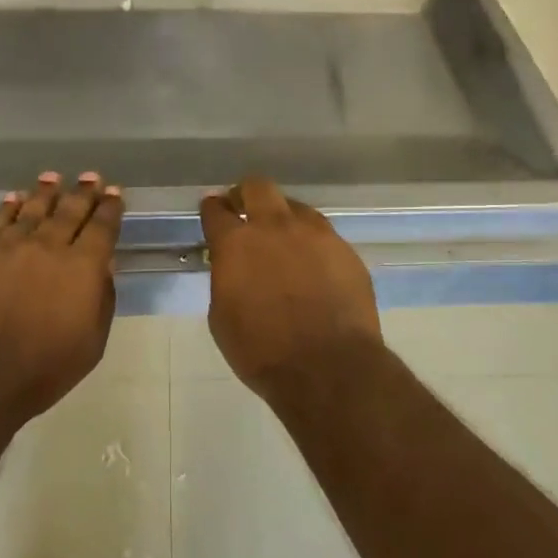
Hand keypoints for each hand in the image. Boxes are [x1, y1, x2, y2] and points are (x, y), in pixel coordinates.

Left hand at [0, 172, 123, 425]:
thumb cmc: (42, 371)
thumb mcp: (91, 344)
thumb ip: (101, 299)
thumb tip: (103, 266)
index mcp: (82, 267)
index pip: (102, 227)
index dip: (110, 208)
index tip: (114, 193)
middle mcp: (48, 246)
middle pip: (70, 210)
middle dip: (83, 192)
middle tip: (91, 177)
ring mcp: (10, 246)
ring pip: (33, 209)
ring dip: (46, 192)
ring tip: (53, 178)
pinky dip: (10, 206)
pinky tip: (15, 199)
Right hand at [199, 177, 380, 398]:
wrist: (329, 369)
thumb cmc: (262, 351)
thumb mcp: (222, 318)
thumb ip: (226, 279)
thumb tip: (234, 268)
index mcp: (236, 243)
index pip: (216, 210)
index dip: (211, 208)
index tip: (212, 210)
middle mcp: (275, 227)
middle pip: (258, 187)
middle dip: (246, 194)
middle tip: (244, 209)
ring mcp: (316, 235)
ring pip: (295, 207)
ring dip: (283, 218)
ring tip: (284, 241)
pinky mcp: (346, 250)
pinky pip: (324, 235)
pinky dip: (312, 244)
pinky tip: (313, 267)